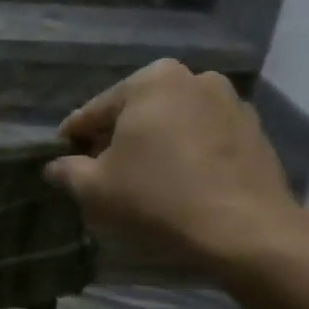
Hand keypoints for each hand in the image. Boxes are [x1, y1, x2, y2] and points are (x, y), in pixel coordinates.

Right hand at [44, 60, 302, 268]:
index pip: (94, 111)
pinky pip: (203, 137)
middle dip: (117, 139)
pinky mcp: (254, 130)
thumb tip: (54, 167)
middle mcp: (194, 78)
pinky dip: (186, 152)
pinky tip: (178, 182)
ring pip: (172, 123)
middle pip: (136, 112)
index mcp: (151, 80)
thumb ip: (67, 171)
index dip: (74, 140)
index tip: (64, 162)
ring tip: (142, 179)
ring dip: (153, 144)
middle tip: (103, 173)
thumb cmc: (158, 197)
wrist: (245, 230)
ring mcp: (230, 102)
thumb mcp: (94, 188)